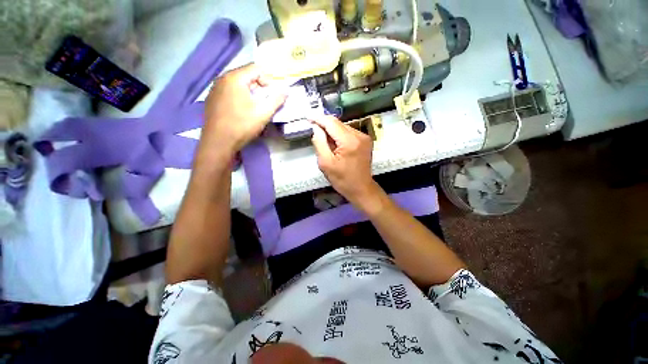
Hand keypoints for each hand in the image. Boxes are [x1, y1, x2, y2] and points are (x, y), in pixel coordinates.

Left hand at [201, 63, 286, 155]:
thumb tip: (286, 91)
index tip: (271, 95)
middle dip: (259, 86)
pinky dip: (239, 97)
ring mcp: (214, 88)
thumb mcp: (264, 113)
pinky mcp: (212, 99)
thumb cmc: (242, 125)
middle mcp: (222, 78)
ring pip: (237, 84)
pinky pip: (229, 91)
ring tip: (254, 107)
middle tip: (264, 102)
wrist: (219, 141)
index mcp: (235, 78)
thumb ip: (277, 100)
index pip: (256, 68)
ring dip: (249, 92)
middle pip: (246, 75)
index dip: (268, 80)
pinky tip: (241, 111)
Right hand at [311, 116, 381, 208]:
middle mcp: (359, 135)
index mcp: (349, 141)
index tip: (308, 117)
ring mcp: (364, 137)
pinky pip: (349, 133)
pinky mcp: (366, 140)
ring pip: (343, 127)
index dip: (318, 118)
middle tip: (315, 134)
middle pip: (338, 124)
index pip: (331, 123)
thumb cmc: (342, 180)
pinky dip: (340, 136)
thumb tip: (316, 127)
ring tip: (327, 145)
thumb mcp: (325, 163)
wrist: (361, 189)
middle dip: (325, 126)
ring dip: (332, 132)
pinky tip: (336, 146)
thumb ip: (319, 143)